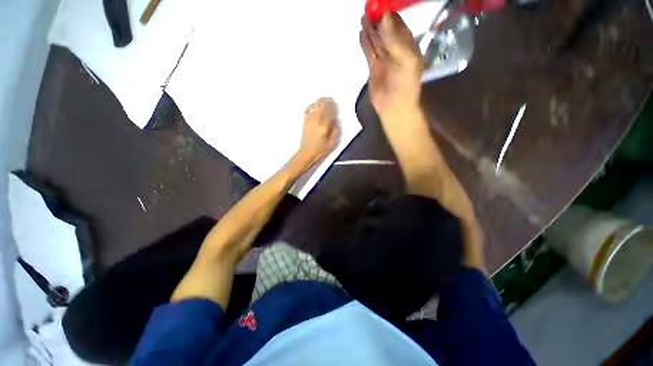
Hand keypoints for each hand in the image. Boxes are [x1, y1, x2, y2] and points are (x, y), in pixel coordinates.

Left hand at [296, 98, 339, 167]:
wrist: (307, 153)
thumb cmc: (321, 150)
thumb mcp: (333, 143)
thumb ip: (336, 130)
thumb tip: (336, 119)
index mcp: (324, 126)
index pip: (329, 110)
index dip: (332, 104)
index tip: (335, 102)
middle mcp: (316, 120)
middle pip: (321, 105)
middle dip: (326, 100)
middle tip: (331, 100)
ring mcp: (309, 120)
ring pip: (314, 105)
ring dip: (320, 101)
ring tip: (324, 101)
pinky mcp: (304, 121)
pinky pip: (309, 109)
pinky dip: (313, 105)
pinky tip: (315, 106)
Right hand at [360, 13, 422, 118]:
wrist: (394, 106)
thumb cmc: (405, 84)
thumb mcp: (406, 60)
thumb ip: (395, 40)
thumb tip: (385, 18)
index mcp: (408, 47)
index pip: (399, 26)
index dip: (391, 16)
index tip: (381, 6)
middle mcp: (395, 51)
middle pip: (386, 32)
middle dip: (379, 21)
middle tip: (369, 9)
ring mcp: (384, 60)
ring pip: (376, 41)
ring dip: (370, 30)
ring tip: (363, 18)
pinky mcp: (374, 69)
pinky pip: (369, 53)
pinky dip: (365, 44)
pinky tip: (361, 34)